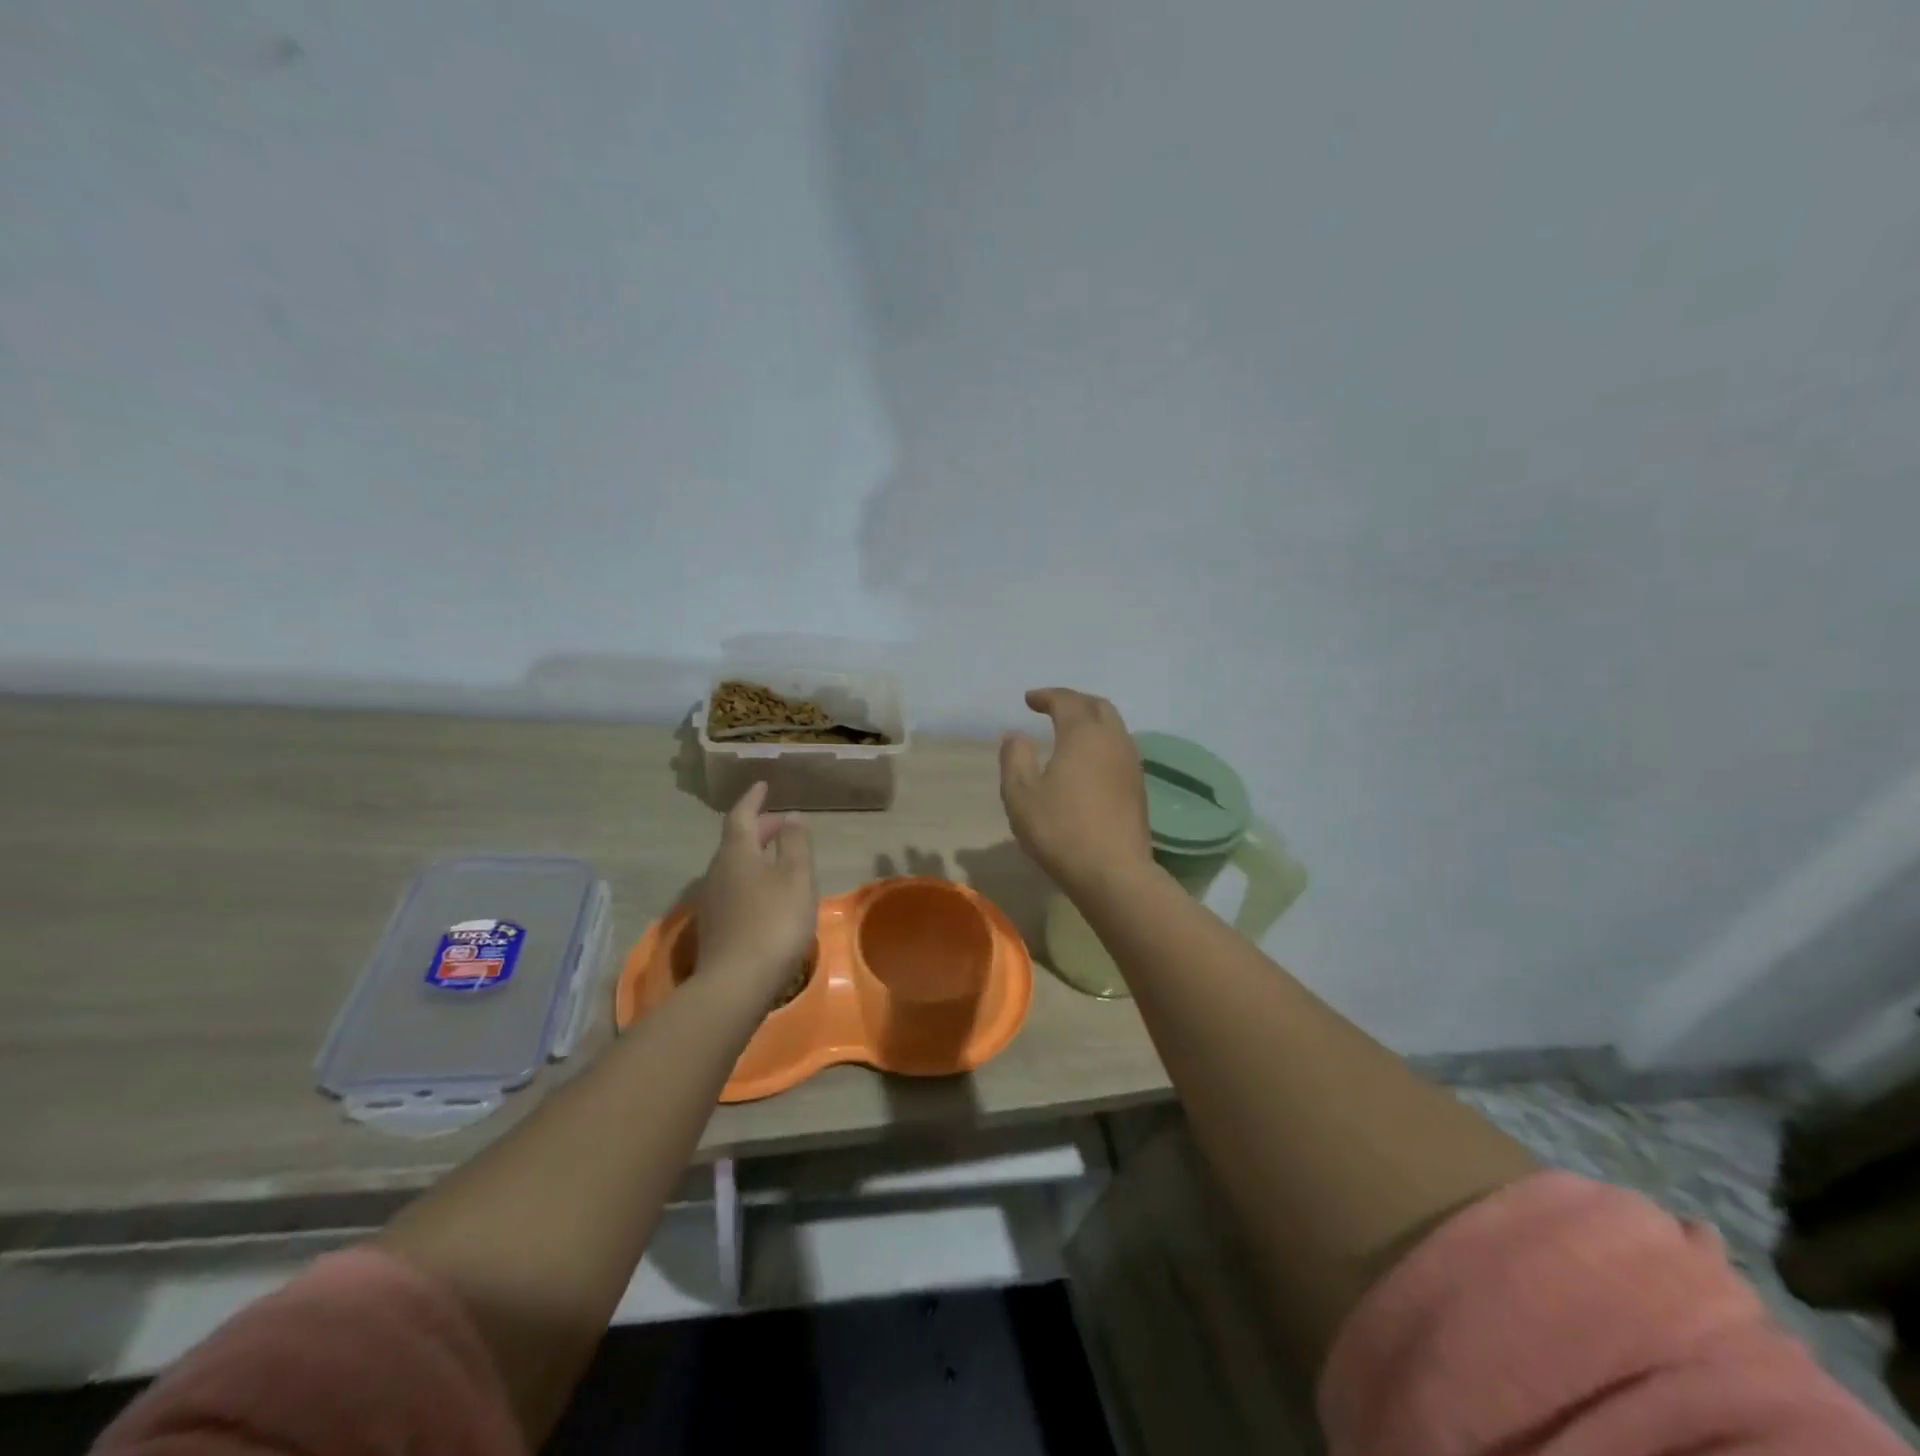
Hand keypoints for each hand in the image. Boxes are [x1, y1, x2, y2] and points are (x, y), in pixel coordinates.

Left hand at [692, 783, 818, 1006]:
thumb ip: (795, 844)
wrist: (735, 983)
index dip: (753, 799)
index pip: (742, 816)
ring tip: (780, 857)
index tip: (763, 785)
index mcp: (737, 853)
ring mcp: (713, 901)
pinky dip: (752, 878)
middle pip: (736, 841)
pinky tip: (768, 894)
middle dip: (759, 828)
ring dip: (756, 855)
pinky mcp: (715, 926)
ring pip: (735, 865)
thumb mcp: (796, 878)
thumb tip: (792, 817)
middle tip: (781, 824)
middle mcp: (718, 871)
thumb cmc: (774, 922)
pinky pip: (734, 888)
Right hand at [999, 688, 1154, 893]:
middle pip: (1098, 706)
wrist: (1113, 872)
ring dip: (1091, 721)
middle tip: (1052, 707)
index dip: (1047, 696)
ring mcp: (1131, 763)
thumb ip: (1015, 758)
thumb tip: (1016, 735)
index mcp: (1083, 734)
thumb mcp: (1021, 794)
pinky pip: (1120, 748)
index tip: (1029, 699)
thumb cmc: (1060, 829)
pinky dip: (1102, 742)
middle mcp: (1113, 740)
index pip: (1067, 701)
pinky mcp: (1138, 787)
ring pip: (1114, 727)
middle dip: (1074, 701)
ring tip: (1070, 731)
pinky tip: (1089, 761)